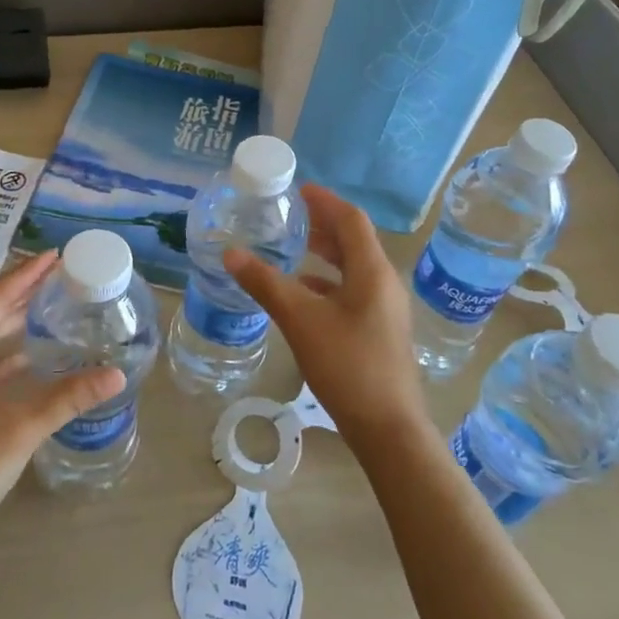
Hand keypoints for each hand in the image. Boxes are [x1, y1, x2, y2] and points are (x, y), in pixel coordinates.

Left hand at [0, 252, 124, 555]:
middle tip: (58, 275)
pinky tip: (31, 355)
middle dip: (21, 292)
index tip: (55, 256)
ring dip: (12, 320)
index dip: (25, 275)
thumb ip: (68, 397)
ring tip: (49, 304)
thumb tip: (117, 374)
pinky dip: (6, 353)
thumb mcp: (20, 431)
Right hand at [226, 184, 428, 450]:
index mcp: (372, 271)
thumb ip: (265, 283)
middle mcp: (384, 283)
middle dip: (323, 226)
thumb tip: (231, 254)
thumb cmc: (347, 364)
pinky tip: (303, 296)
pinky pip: (352, 292)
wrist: (387, 428)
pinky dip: (327, 283)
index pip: (351, 219)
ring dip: (325, 255)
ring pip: (353, 268)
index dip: (325, 201)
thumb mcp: (300, 320)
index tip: (298, 191)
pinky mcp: (379, 331)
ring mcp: (385, 309)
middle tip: (290, 217)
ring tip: (292, 250)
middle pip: (354, 241)